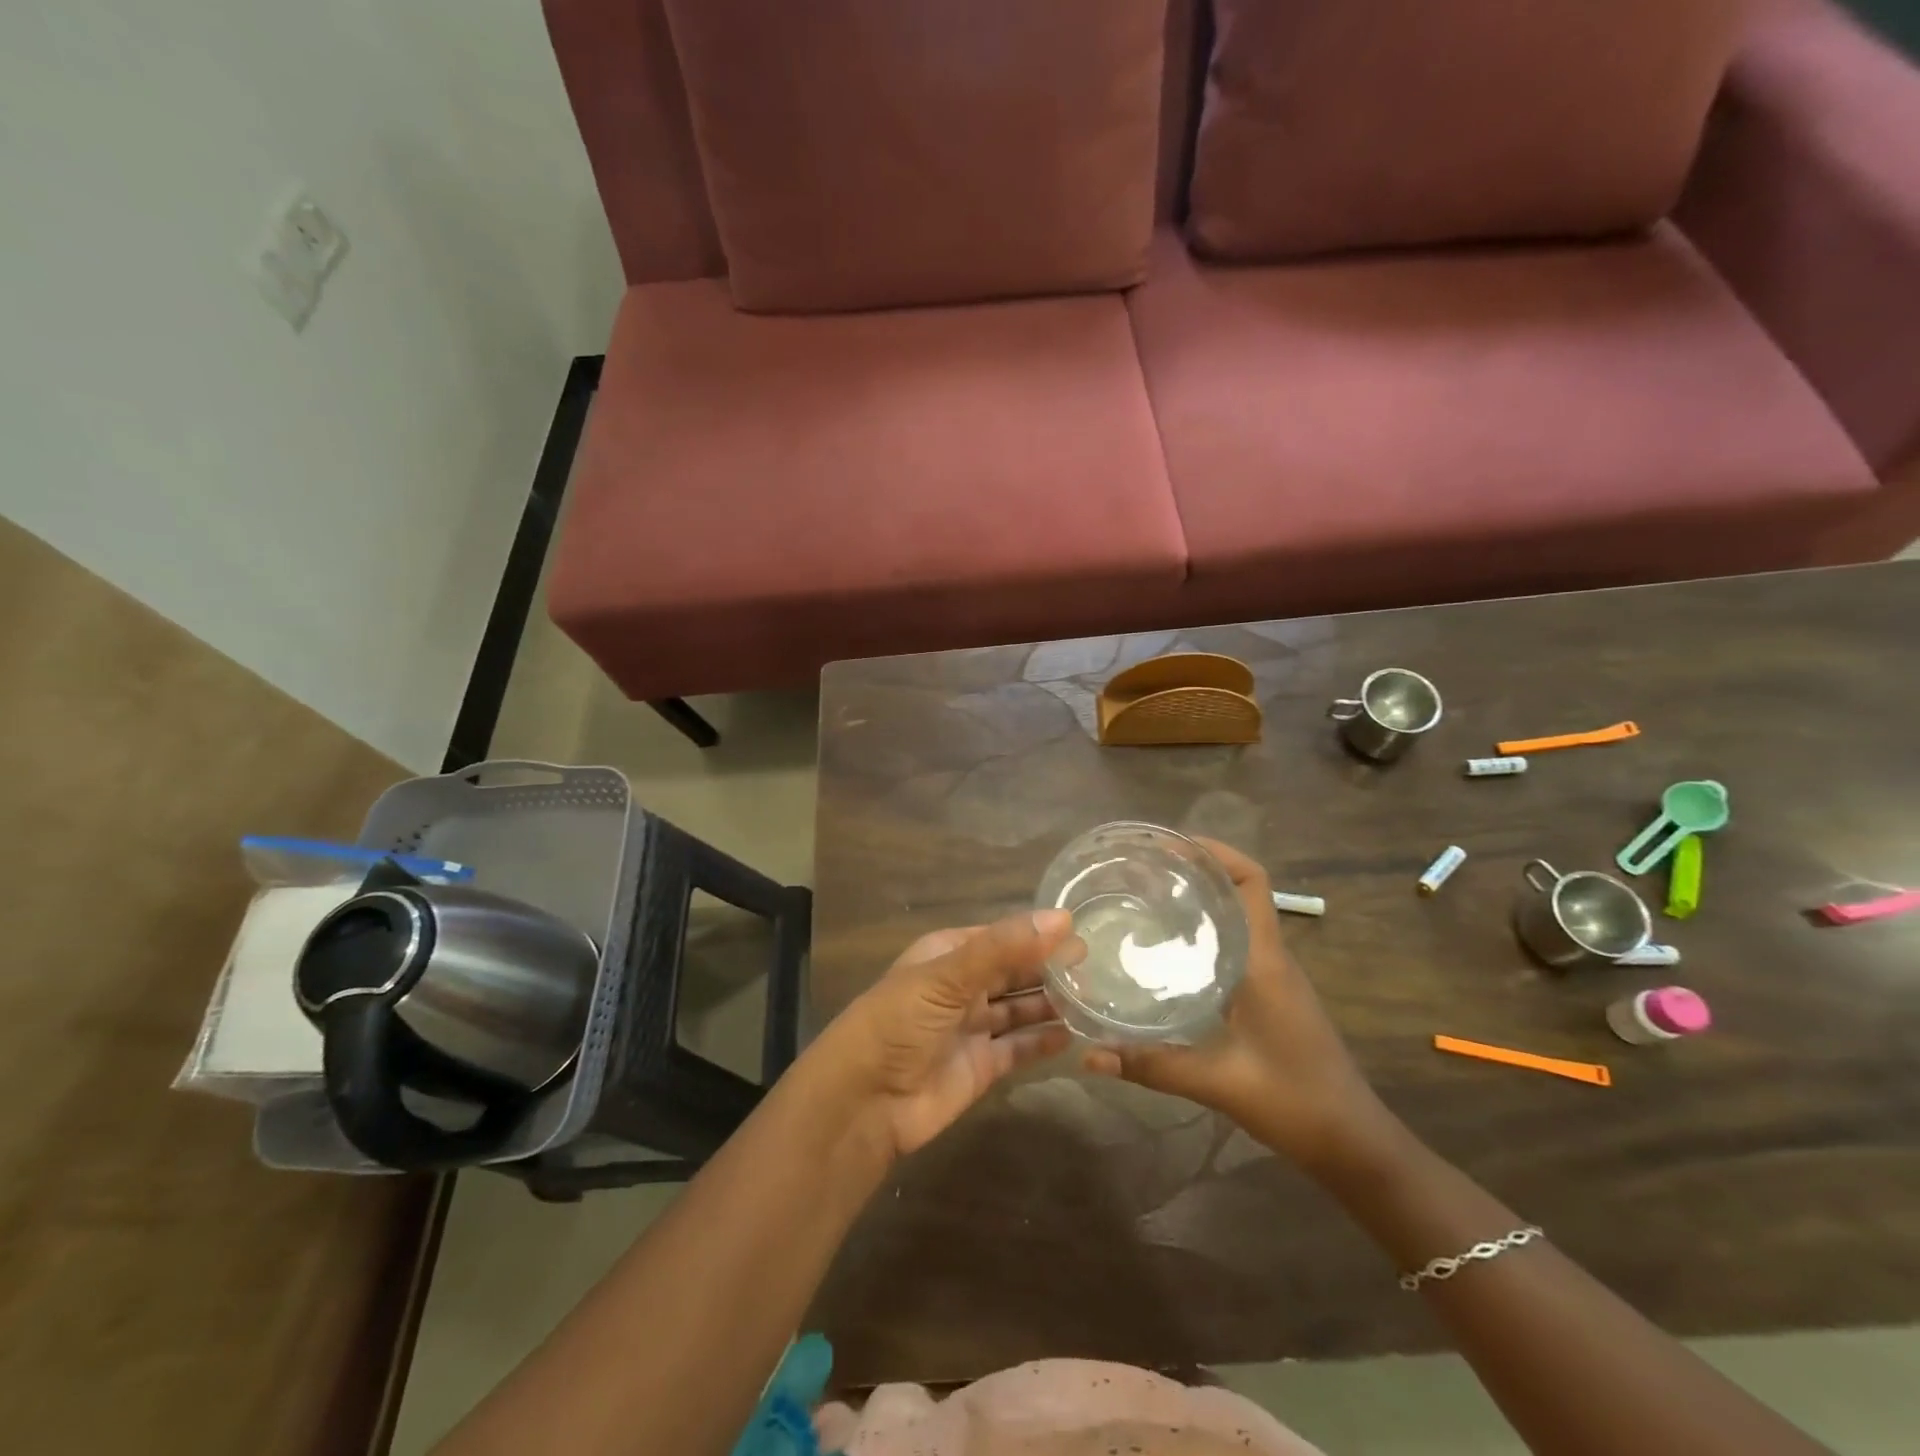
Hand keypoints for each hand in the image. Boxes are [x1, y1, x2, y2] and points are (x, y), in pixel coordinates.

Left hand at [812, 910, 1077, 1158]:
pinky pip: (1019, 1047)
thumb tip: (1062, 919)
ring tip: (1095, 996)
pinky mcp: (982, 1066)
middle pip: (1013, 972)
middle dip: (1049, 967)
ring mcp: (972, 1027)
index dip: (1037, 934)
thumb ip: (1003, 948)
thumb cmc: (899, 1022)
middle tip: (1099, 966)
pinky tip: (1074, 1034)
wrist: (864, 1102)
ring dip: (1051, 1002)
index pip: (1001, 937)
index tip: (1082, 932)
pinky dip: (1043, 1041)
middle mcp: (962, 987)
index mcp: (948, 954)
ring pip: (1020, 1009)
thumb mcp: (947, 976)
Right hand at [1081, 838, 1395, 1173]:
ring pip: (1235, 918)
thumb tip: (1088, 1054)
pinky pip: (1234, 945)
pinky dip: (1202, 934)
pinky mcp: (1269, 995)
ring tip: (1143, 900)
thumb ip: (1152, 1066)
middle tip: (1139, 872)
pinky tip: (1166, 952)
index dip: (1216, 852)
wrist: (1352, 1143)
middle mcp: (1270, 957)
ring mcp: (1273, 976)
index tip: (1169, 846)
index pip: (1252, 882)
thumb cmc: (1294, 1100)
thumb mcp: (1217, 1082)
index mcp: (1264, 961)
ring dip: (1198, 901)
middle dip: (1193, 871)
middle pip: (1238, 891)